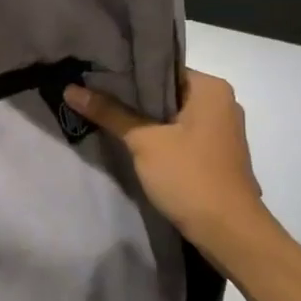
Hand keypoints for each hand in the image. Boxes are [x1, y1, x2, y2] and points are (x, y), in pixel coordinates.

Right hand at [64, 70, 279, 255]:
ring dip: (143, 118)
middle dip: (131, 96)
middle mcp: (221, 102)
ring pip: (172, 115)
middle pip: (166, 91)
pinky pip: (180, 134)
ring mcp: (221, 130)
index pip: (162, 67)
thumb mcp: (144, 142)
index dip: (127, 70)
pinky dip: (158, 136)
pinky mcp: (216, 154)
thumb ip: (109, 112)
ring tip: (104, 113)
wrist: (229, 233)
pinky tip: (130, 141)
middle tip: (92, 92)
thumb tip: (70, 89)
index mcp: (211, 88)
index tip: (95, 73)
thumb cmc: (190, 177)